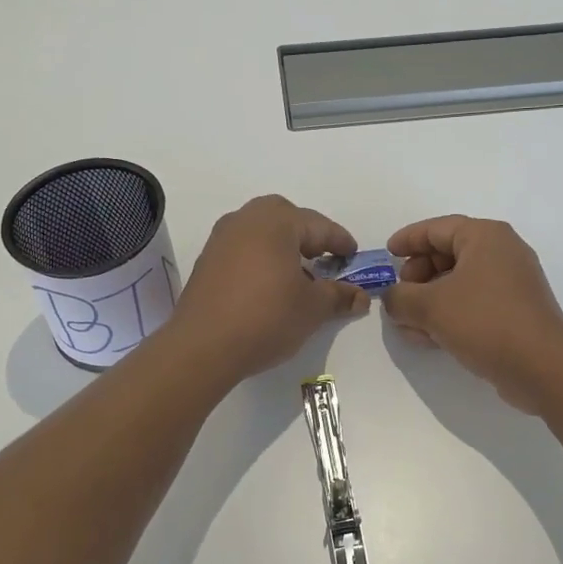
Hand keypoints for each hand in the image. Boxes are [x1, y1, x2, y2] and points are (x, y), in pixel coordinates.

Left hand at [166, 196, 368, 383]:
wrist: (203, 346)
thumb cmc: (266, 317)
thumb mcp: (312, 308)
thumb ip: (338, 296)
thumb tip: (359, 296)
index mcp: (276, 222)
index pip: (318, 225)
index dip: (340, 242)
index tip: (354, 256)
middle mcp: (246, 220)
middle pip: (285, 217)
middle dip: (308, 235)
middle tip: (324, 259)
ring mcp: (221, 238)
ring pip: (261, 231)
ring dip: (283, 246)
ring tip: (299, 275)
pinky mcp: (207, 260)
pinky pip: (243, 247)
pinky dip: (261, 257)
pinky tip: (270, 285)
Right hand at [382, 216, 562, 413]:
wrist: (542, 367)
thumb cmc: (484, 321)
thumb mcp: (430, 306)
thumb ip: (400, 298)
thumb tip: (392, 299)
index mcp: (485, 236)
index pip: (437, 228)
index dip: (408, 240)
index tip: (387, 254)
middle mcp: (502, 252)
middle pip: (447, 254)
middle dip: (417, 276)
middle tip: (399, 296)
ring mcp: (512, 283)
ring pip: (458, 283)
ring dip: (429, 301)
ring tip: (407, 324)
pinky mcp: (515, 312)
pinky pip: (473, 304)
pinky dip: (449, 314)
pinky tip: (428, 338)